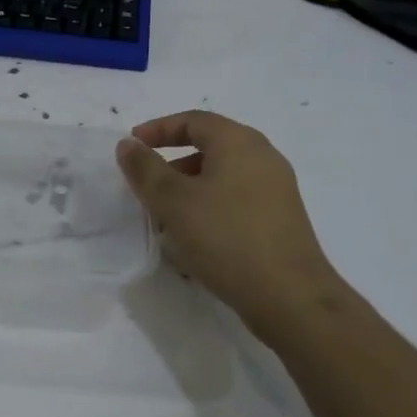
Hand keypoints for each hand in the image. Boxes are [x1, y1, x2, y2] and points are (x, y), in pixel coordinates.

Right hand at [117, 111, 336, 339]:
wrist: (289, 296)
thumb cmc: (226, 238)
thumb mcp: (173, 202)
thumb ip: (146, 169)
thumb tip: (128, 145)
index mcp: (239, 142)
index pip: (193, 120)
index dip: (158, 129)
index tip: (131, 146)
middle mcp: (263, 157)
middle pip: (209, 147)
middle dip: (171, 162)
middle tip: (145, 184)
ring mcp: (275, 189)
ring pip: (221, 176)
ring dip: (188, 188)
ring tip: (164, 216)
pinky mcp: (279, 219)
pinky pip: (235, 199)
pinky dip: (208, 206)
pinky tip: (193, 237)